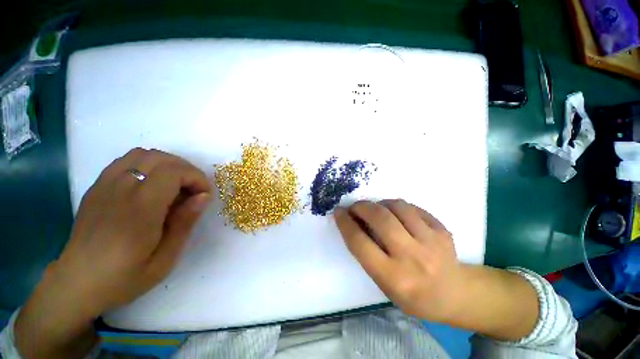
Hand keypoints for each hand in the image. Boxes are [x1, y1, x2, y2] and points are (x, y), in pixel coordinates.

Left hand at [59, 148, 211, 312]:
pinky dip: (147, 166)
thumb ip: (184, 223)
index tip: (204, 195)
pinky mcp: (97, 187)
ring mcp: (104, 186)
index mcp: (139, 209)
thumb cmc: (124, 278)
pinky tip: (151, 186)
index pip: (173, 172)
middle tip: (193, 190)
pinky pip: (126, 162)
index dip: (196, 177)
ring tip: (175, 186)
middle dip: (185, 169)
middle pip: (159, 157)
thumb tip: (204, 197)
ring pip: (142, 154)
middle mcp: (120, 190)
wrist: (76, 283)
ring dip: (167, 165)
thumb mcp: (164, 259)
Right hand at [334, 199, 461, 321]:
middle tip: (355, 207)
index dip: (345, 223)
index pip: (360, 243)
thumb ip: (368, 254)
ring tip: (376, 209)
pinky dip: (398, 206)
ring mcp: (431, 242)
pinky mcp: (442, 230)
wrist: (455, 295)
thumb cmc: (413, 295)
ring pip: (398, 207)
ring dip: (380, 203)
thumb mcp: (384, 284)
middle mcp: (413, 258)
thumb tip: (355, 223)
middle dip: (361, 207)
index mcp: (394, 278)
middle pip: (380, 219)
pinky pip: (413, 208)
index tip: (339, 212)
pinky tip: (395, 213)